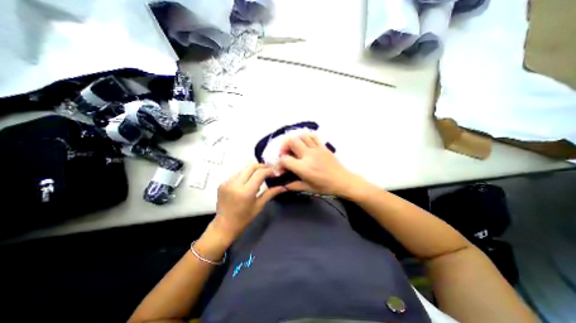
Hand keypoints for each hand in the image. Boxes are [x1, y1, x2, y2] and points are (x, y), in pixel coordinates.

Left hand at [211, 164, 284, 241]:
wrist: (224, 226)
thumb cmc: (244, 218)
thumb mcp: (259, 205)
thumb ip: (271, 193)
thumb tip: (283, 187)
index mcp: (246, 192)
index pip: (260, 173)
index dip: (269, 171)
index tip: (274, 173)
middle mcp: (235, 184)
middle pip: (251, 167)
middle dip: (261, 166)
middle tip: (268, 170)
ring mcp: (227, 183)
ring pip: (243, 169)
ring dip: (252, 171)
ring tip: (258, 177)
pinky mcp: (222, 183)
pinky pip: (236, 175)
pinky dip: (244, 176)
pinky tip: (246, 183)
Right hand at [281, 132, 368, 197]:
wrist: (343, 181)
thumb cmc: (325, 187)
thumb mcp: (308, 188)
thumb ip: (294, 186)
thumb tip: (284, 185)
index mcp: (304, 168)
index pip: (285, 159)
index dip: (280, 162)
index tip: (282, 167)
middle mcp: (308, 155)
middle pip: (292, 141)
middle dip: (284, 146)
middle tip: (285, 153)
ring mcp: (317, 149)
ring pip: (302, 136)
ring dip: (295, 140)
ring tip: (294, 147)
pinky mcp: (323, 147)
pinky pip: (313, 136)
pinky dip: (307, 137)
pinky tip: (305, 143)